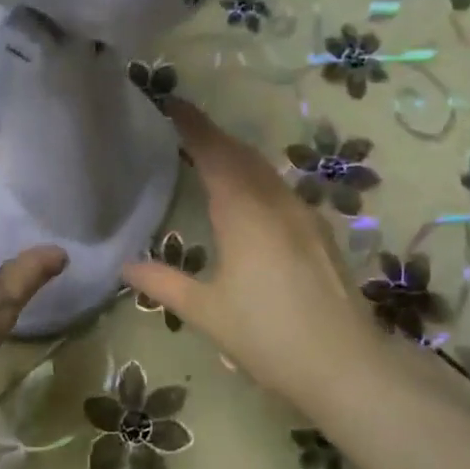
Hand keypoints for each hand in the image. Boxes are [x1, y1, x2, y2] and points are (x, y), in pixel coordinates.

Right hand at [123, 99, 385, 406]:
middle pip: (242, 156)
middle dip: (214, 138)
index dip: (193, 126)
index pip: (214, 154)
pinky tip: (251, 200)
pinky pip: (282, 192)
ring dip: (238, 158)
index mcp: (244, 214)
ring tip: (212, 158)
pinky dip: (258, 181)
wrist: (343, 364)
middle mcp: (276, 204)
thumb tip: (126, 266)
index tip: (172, 104)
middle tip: (186, 128)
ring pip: (266, 173)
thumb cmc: (266, 336)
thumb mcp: (206, 312)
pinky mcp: (320, 234)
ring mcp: (304, 217)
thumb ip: (164, 283)